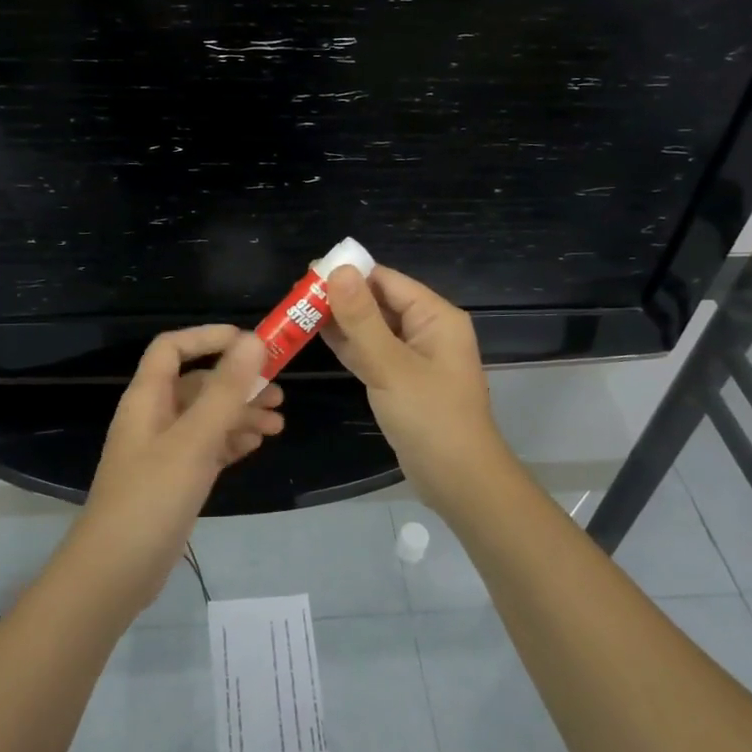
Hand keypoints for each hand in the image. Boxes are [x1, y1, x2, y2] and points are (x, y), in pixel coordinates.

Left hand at [68, 327, 283, 618]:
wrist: (115, 572)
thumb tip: (253, 341)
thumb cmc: (152, 497)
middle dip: (238, 383)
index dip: (208, 337)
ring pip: (206, 418)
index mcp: (147, 398)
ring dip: (240, 414)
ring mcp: (163, 450)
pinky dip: (230, 441)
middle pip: (197, 384)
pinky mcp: (173, 480)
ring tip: (277, 424)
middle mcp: (153, 417)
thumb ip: (225, 390)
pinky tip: (255, 444)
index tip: (251, 343)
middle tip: (279, 393)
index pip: (172, 348)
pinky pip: (206, 447)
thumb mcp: (194, 440)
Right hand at [322, 265, 513, 514]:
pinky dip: (347, 345)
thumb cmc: (430, 418)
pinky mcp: (401, 381)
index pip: (386, 281)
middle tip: (294, 294)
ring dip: (340, 320)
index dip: (349, 273)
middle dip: (340, 296)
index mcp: (435, 317)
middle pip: (378, 302)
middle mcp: (426, 330)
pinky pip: (371, 352)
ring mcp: (413, 357)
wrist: (458, 481)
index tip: (308, 272)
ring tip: (298, 310)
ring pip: (371, 328)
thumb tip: (338, 270)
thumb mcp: (391, 365)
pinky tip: (316, 336)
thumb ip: (362, 319)